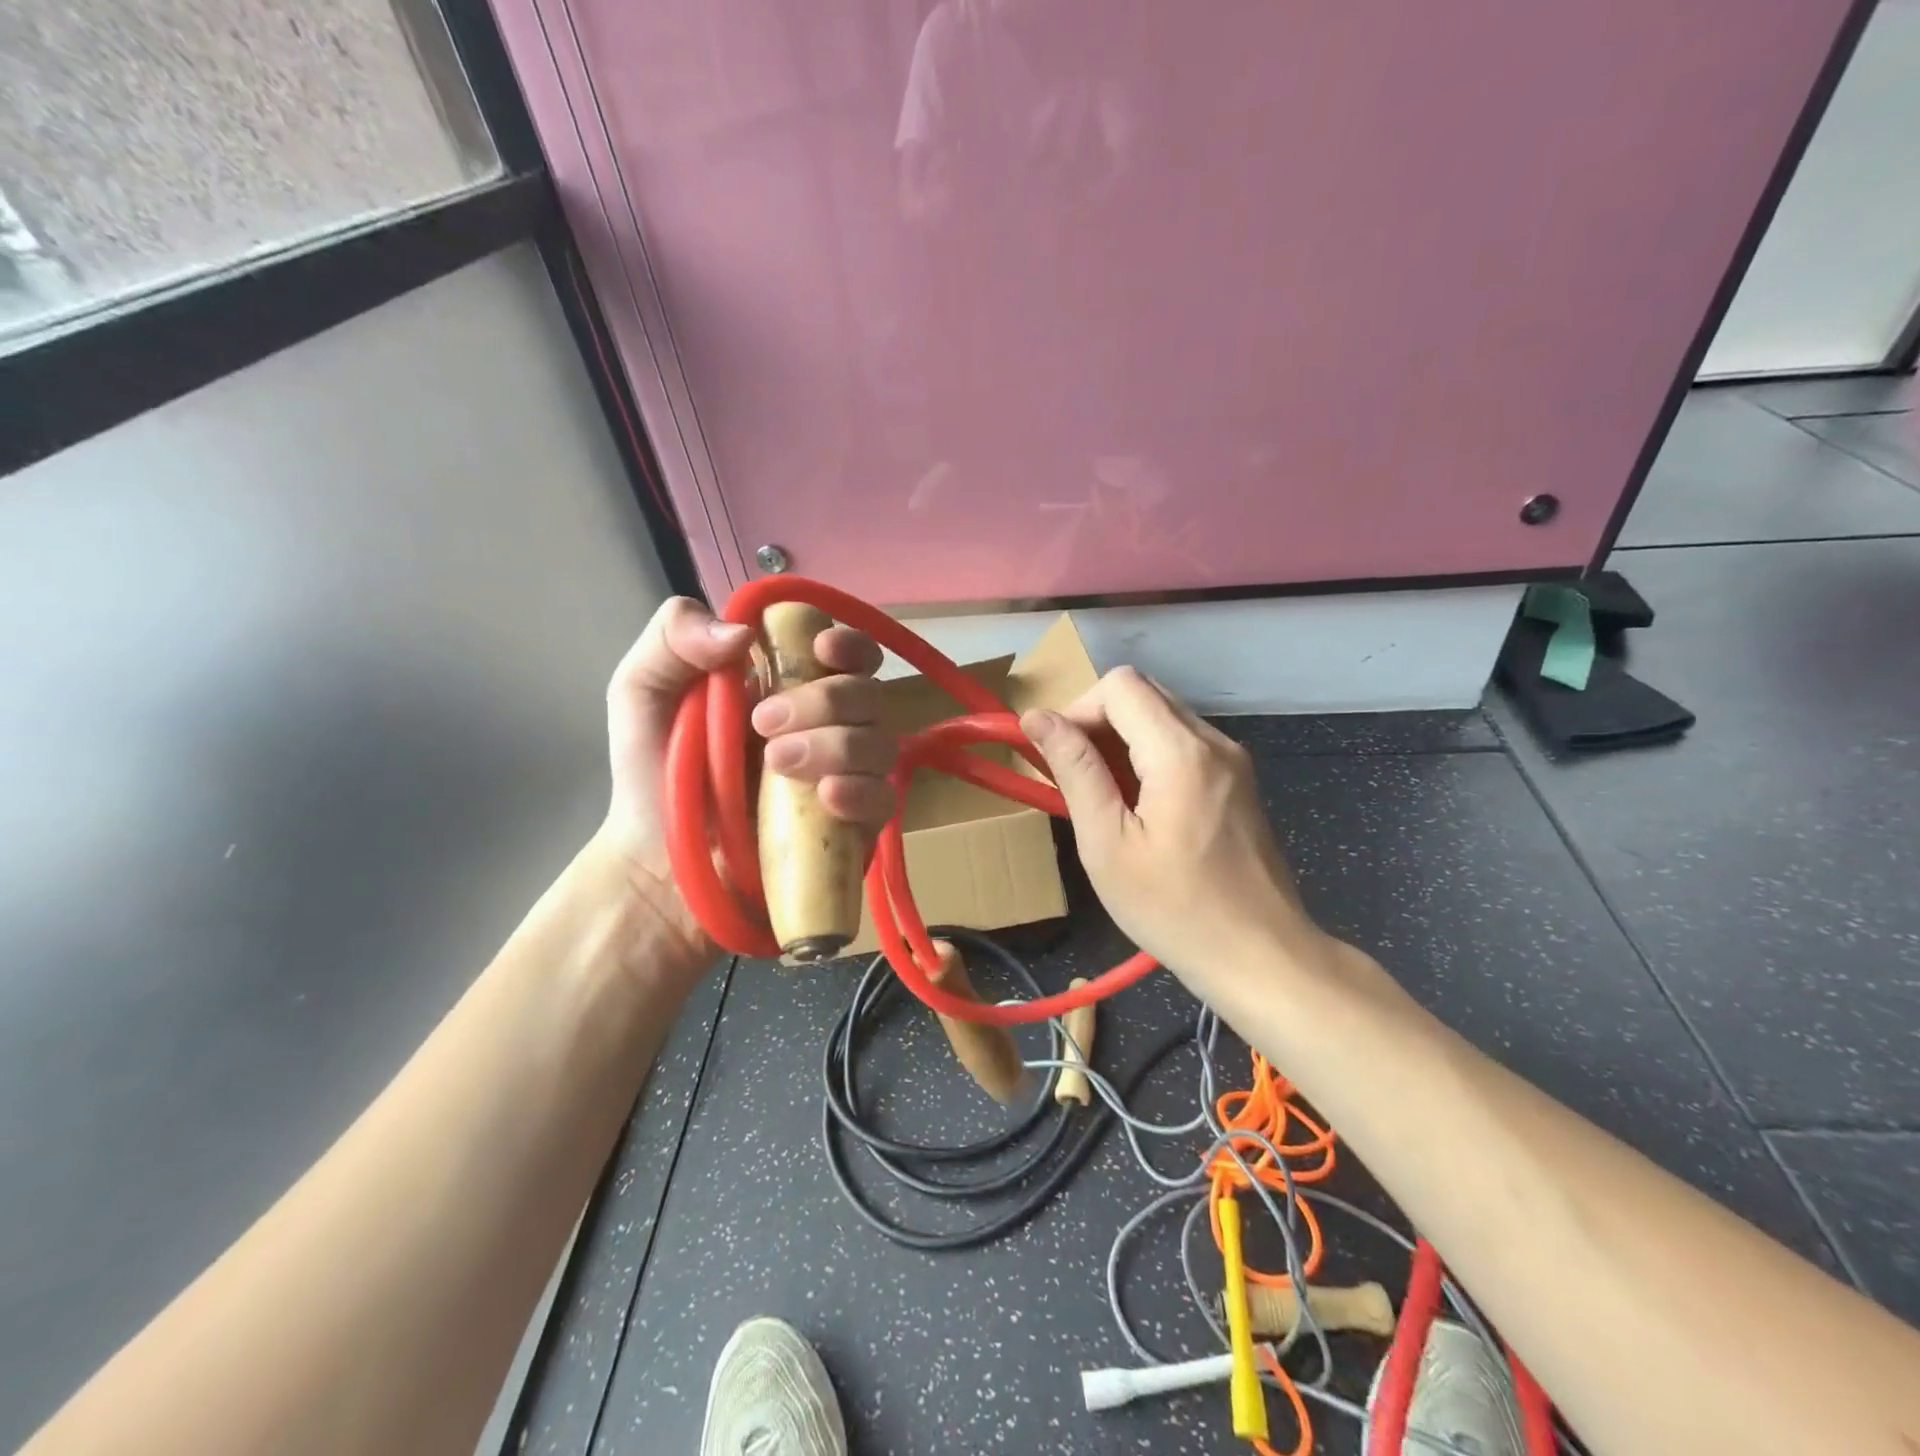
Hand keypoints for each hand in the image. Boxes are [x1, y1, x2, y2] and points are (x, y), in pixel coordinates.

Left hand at [602, 597, 895, 957]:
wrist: (658, 868)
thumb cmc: (653, 779)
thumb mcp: (641, 692)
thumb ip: (673, 637)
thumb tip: (743, 633)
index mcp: (789, 687)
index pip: (846, 652)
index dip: (848, 644)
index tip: (822, 651)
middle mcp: (828, 726)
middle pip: (868, 692)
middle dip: (825, 700)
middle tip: (762, 724)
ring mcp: (845, 776)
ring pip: (880, 742)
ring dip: (836, 745)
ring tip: (777, 766)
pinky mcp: (854, 826)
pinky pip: (885, 798)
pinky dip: (861, 791)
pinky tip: (826, 798)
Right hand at [1019, 667, 1320, 981]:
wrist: (1260, 956)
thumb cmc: (1174, 908)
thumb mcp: (1108, 843)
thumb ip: (1075, 770)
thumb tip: (1037, 717)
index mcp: (1181, 751)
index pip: (1120, 685)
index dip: (1078, 709)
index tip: (1060, 758)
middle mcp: (1214, 741)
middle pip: (1144, 693)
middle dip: (1099, 722)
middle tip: (1077, 778)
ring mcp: (1233, 761)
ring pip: (1164, 716)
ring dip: (1123, 741)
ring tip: (1106, 799)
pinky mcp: (1239, 782)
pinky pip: (1185, 744)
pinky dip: (1151, 757)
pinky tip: (1142, 808)